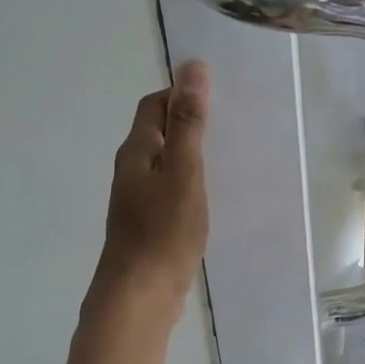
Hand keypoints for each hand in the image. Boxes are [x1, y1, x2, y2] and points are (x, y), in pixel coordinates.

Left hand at [97, 60, 209, 309]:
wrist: (140, 296)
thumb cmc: (163, 231)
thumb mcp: (183, 171)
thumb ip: (188, 123)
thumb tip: (192, 68)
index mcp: (137, 151)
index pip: (154, 104)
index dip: (181, 93)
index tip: (218, 96)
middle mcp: (133, 170)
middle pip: (159, 131)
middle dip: (189, 121)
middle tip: (231, 123)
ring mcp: (138, 199)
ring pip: (166, 161)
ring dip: (191, 152)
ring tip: (229, 154)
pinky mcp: (149, 223)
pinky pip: (170, 188)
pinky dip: (190, 180)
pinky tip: (214, 193)